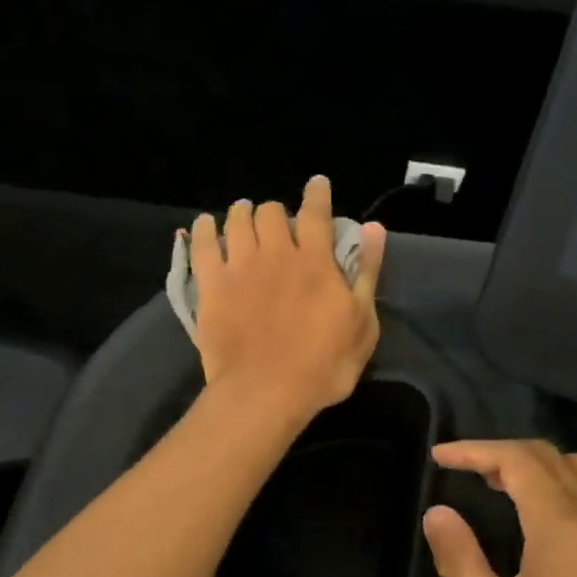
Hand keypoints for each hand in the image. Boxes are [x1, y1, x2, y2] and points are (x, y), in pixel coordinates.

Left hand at [189, 176, 386, 423]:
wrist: (265, 392)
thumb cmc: (323, 366)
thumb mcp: (362, 325)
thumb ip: (366, 273)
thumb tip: (374, 228)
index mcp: (316, 262)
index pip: (316, 213)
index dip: (317, 194)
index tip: (317, 184)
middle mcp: (277, 254)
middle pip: (271, 212)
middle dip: (276, 211)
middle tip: (277, 224)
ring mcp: (240, 267)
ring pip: (237, 219)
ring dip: (242, 213)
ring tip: (243, 216)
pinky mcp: (212, 285)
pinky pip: (202, 244)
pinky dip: (203, 229)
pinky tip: (205, 225)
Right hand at [422, 439, 576, 576]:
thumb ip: (460, 560)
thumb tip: (438, 514)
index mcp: (560, 523)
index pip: (515, 459)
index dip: (474, 450)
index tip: (439, 456)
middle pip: (547, 455)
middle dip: (500, 452)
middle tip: (463, 470)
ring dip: (535, 463)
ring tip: (500, 485)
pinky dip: (562, 481)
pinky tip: (546, 515)